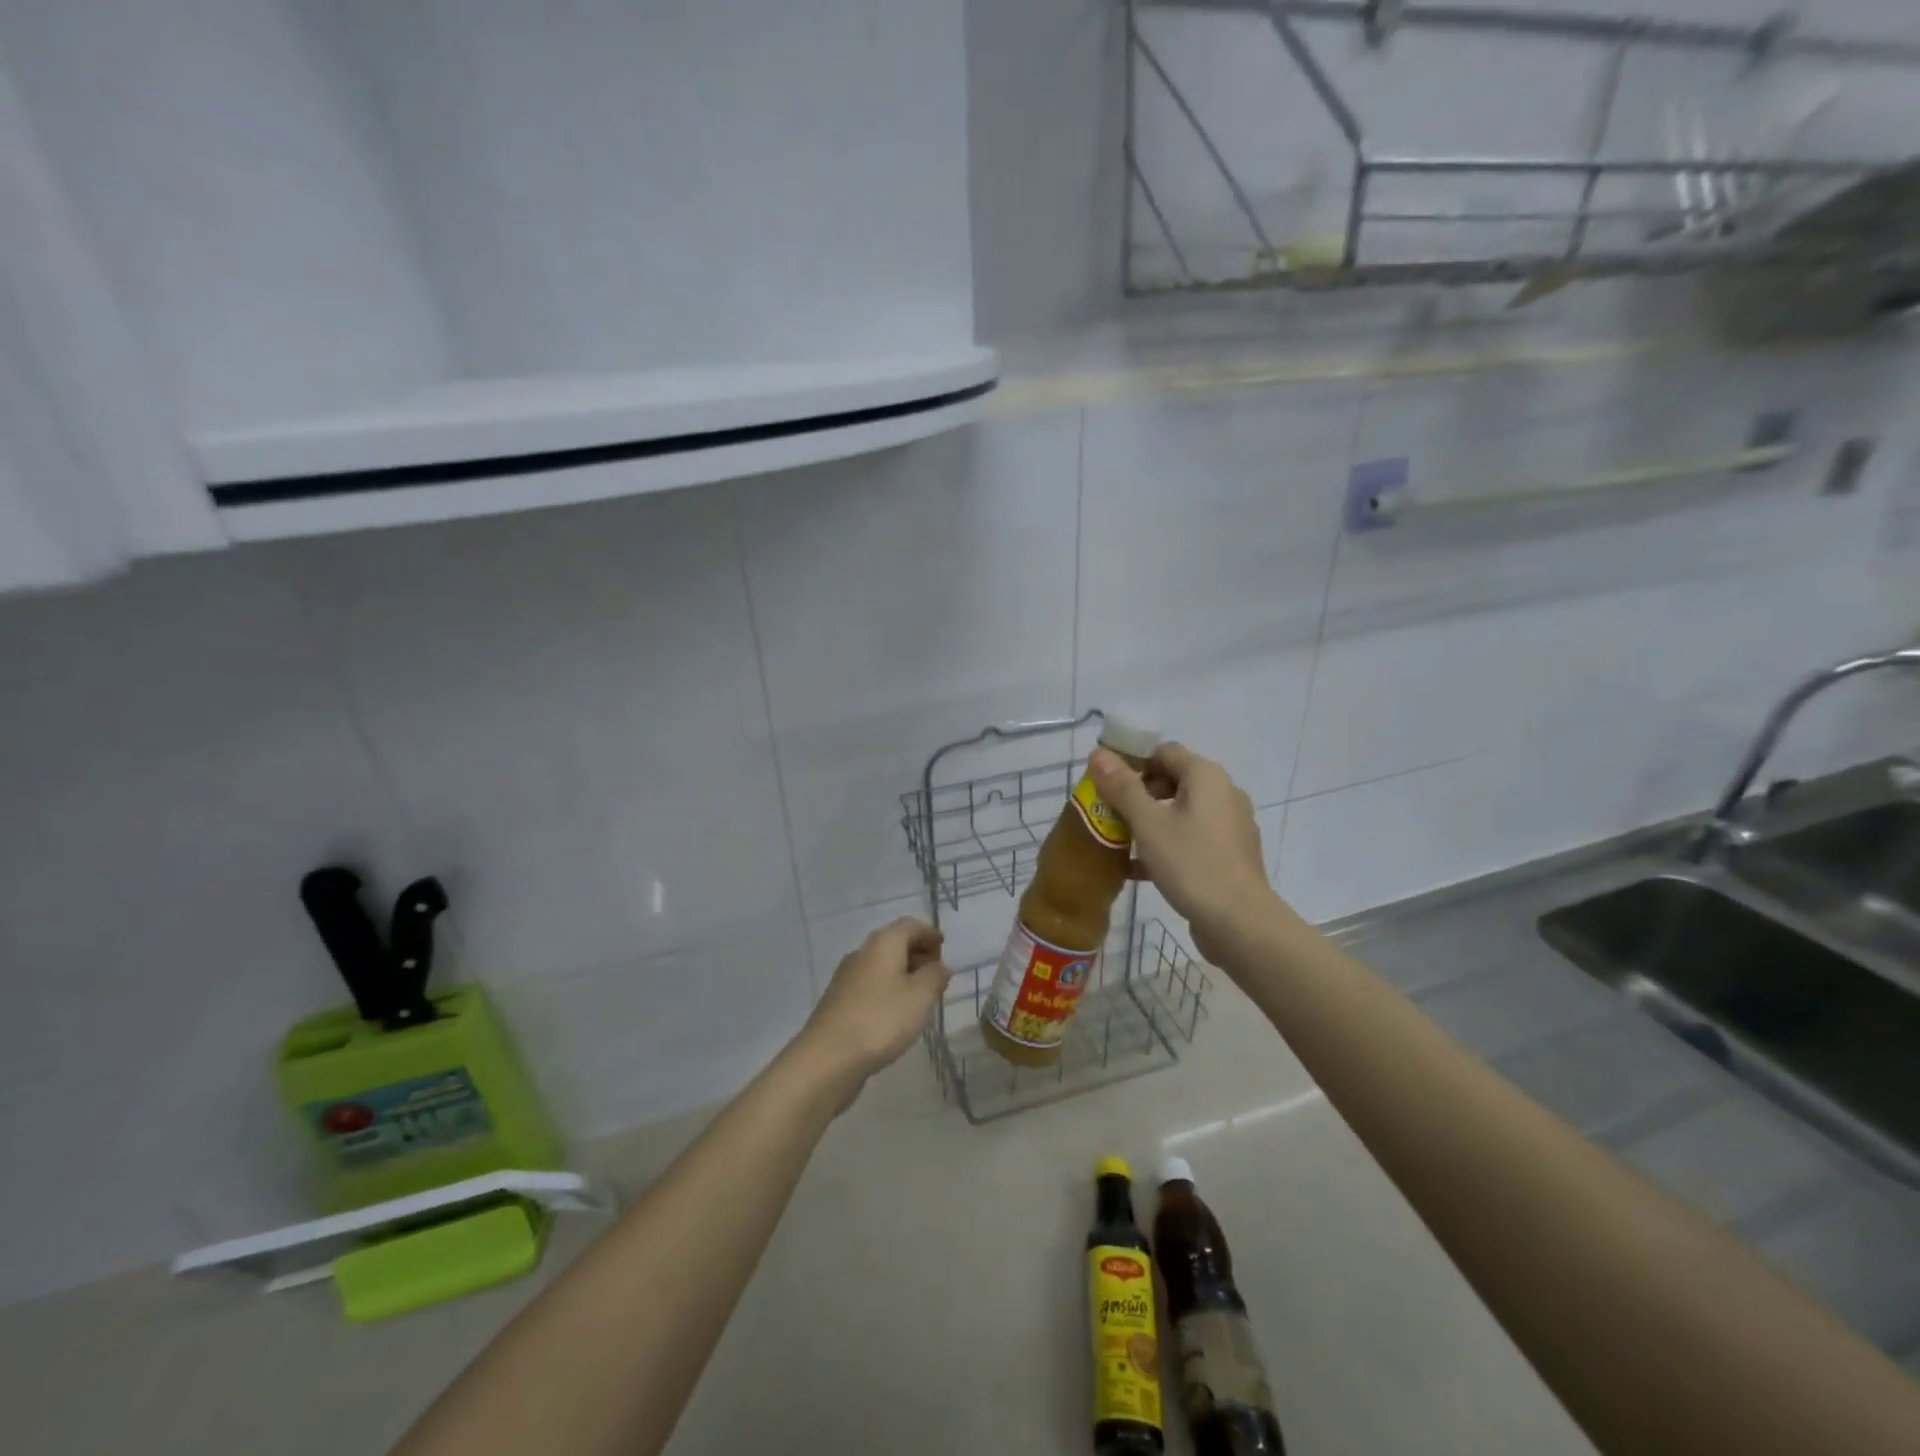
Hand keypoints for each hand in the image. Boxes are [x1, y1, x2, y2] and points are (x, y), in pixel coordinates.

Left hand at [796, 917, 951, 1098]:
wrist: (828, 1057)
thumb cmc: (881, 1019)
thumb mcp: (921, 996)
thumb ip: (935, 976)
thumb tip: (940, 966)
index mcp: (883, 944)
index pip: (909, 925)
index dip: (929, 933)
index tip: (944, 947)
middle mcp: (862, 953)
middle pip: (893, 942)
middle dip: (917, 952)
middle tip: (936, 972)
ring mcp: (846, 977)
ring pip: (880, 964)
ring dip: (902, 972)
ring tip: (920, 995)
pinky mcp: (838, 1001)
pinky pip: (870, 984)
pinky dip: (888, 988)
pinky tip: (896, 1012)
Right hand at [1088, 743, 1282, 965]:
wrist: (1239, 923)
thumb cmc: (1191, 864)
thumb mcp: (1148, 823)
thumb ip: (1122, 787)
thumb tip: (1098, 753)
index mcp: (1206, 777)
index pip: (1164, 751)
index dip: (1132, 762)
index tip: (1106, 783)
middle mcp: (1224, 793)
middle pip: (1173, 779)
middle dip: (1138, 793)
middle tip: (1110, 813)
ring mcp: (1229, 826)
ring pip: (1180, 812)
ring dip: (1149, 821)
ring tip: (1119, 840)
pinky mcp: (1229, 855)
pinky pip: (1191, 838)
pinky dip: (1166, 844)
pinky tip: (1137, 868)